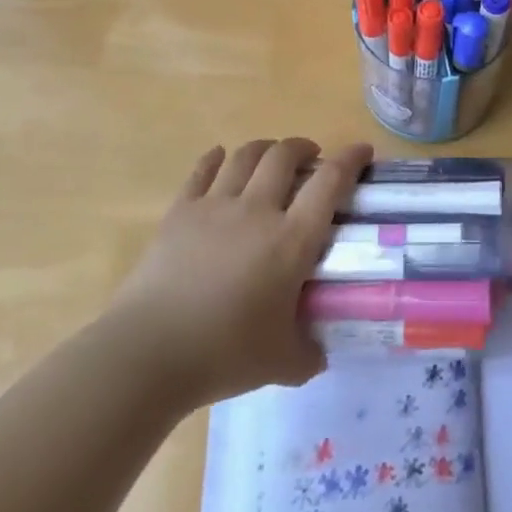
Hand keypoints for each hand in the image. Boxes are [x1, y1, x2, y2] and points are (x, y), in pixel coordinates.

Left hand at [109, 139, 369, 413]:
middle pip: (285, 155)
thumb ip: (308, 353)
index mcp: (291, 240)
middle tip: (311, 158)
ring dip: (265, 148)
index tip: (362, 150)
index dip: (351, 159)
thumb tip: (319, 353)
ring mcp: (215, 205)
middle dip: (303, 147)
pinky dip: (216, 158)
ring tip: (271, 156)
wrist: (148, 353)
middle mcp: (257, 210)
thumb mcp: (283, 364)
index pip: (330, 183)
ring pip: (246, 155)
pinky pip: (202, 170)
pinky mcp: (180, 212)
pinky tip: (220, 158)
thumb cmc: (223, 355)